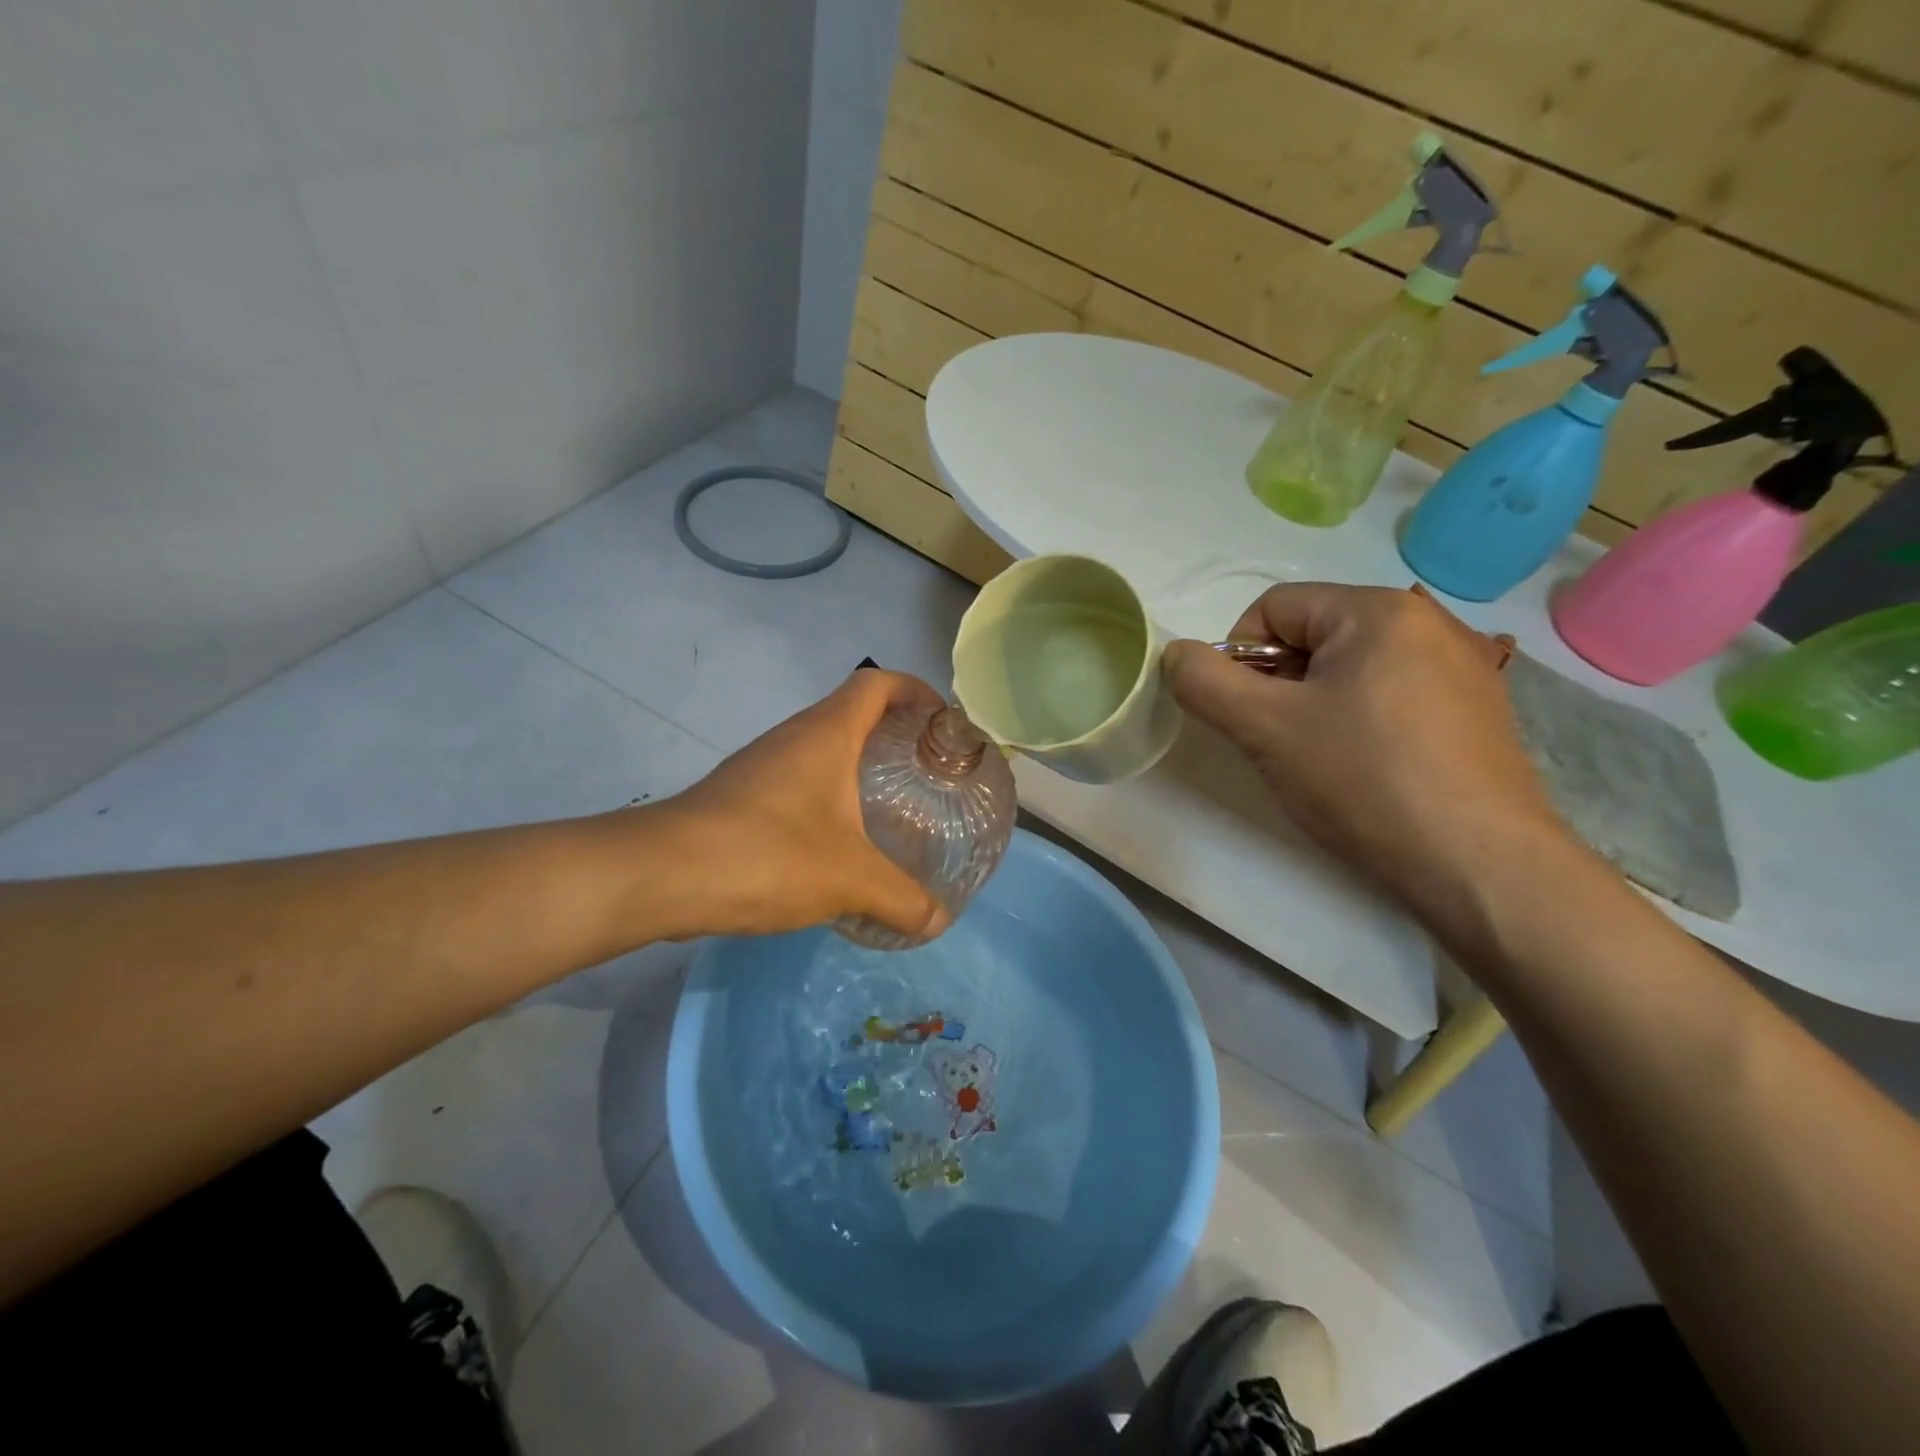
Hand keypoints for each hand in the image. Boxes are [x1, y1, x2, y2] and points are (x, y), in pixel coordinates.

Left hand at [653, 669, 952, 941]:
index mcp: (827, 734)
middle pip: (851, 713)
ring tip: (889, 809)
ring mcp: (761, 765)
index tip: (943, 721)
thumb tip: (937, 921)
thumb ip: (901, 899)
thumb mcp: (850, 879)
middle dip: (892, 734)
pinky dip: (826, 798)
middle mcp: (793, 737)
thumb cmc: (769, 854)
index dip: (915, 690)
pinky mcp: (739, 796)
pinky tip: (836, 843)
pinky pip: (796, 782)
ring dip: (856, 768)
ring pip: (821, 750)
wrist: (663, 874)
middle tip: (925, 774)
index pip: (877, 683)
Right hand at [1162, 584, 1569, 924]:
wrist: (1481, 865)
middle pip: (1314, 636)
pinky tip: (1367, 770)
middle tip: (1278, 741)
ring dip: (1315, 705)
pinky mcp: (1478, 712)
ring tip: (1321, 760)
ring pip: (1351, 670)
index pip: (1274, 608)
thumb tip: (1176, 654)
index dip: (1239, 657)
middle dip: (1278, 684)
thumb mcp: (1264, 728)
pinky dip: (1360, 722)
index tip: (1244, 715)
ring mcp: (1463, 668)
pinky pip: (1393, 696)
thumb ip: (1205, 682)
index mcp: (1378, 610)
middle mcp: (1429, 622)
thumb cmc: (1364, 779)